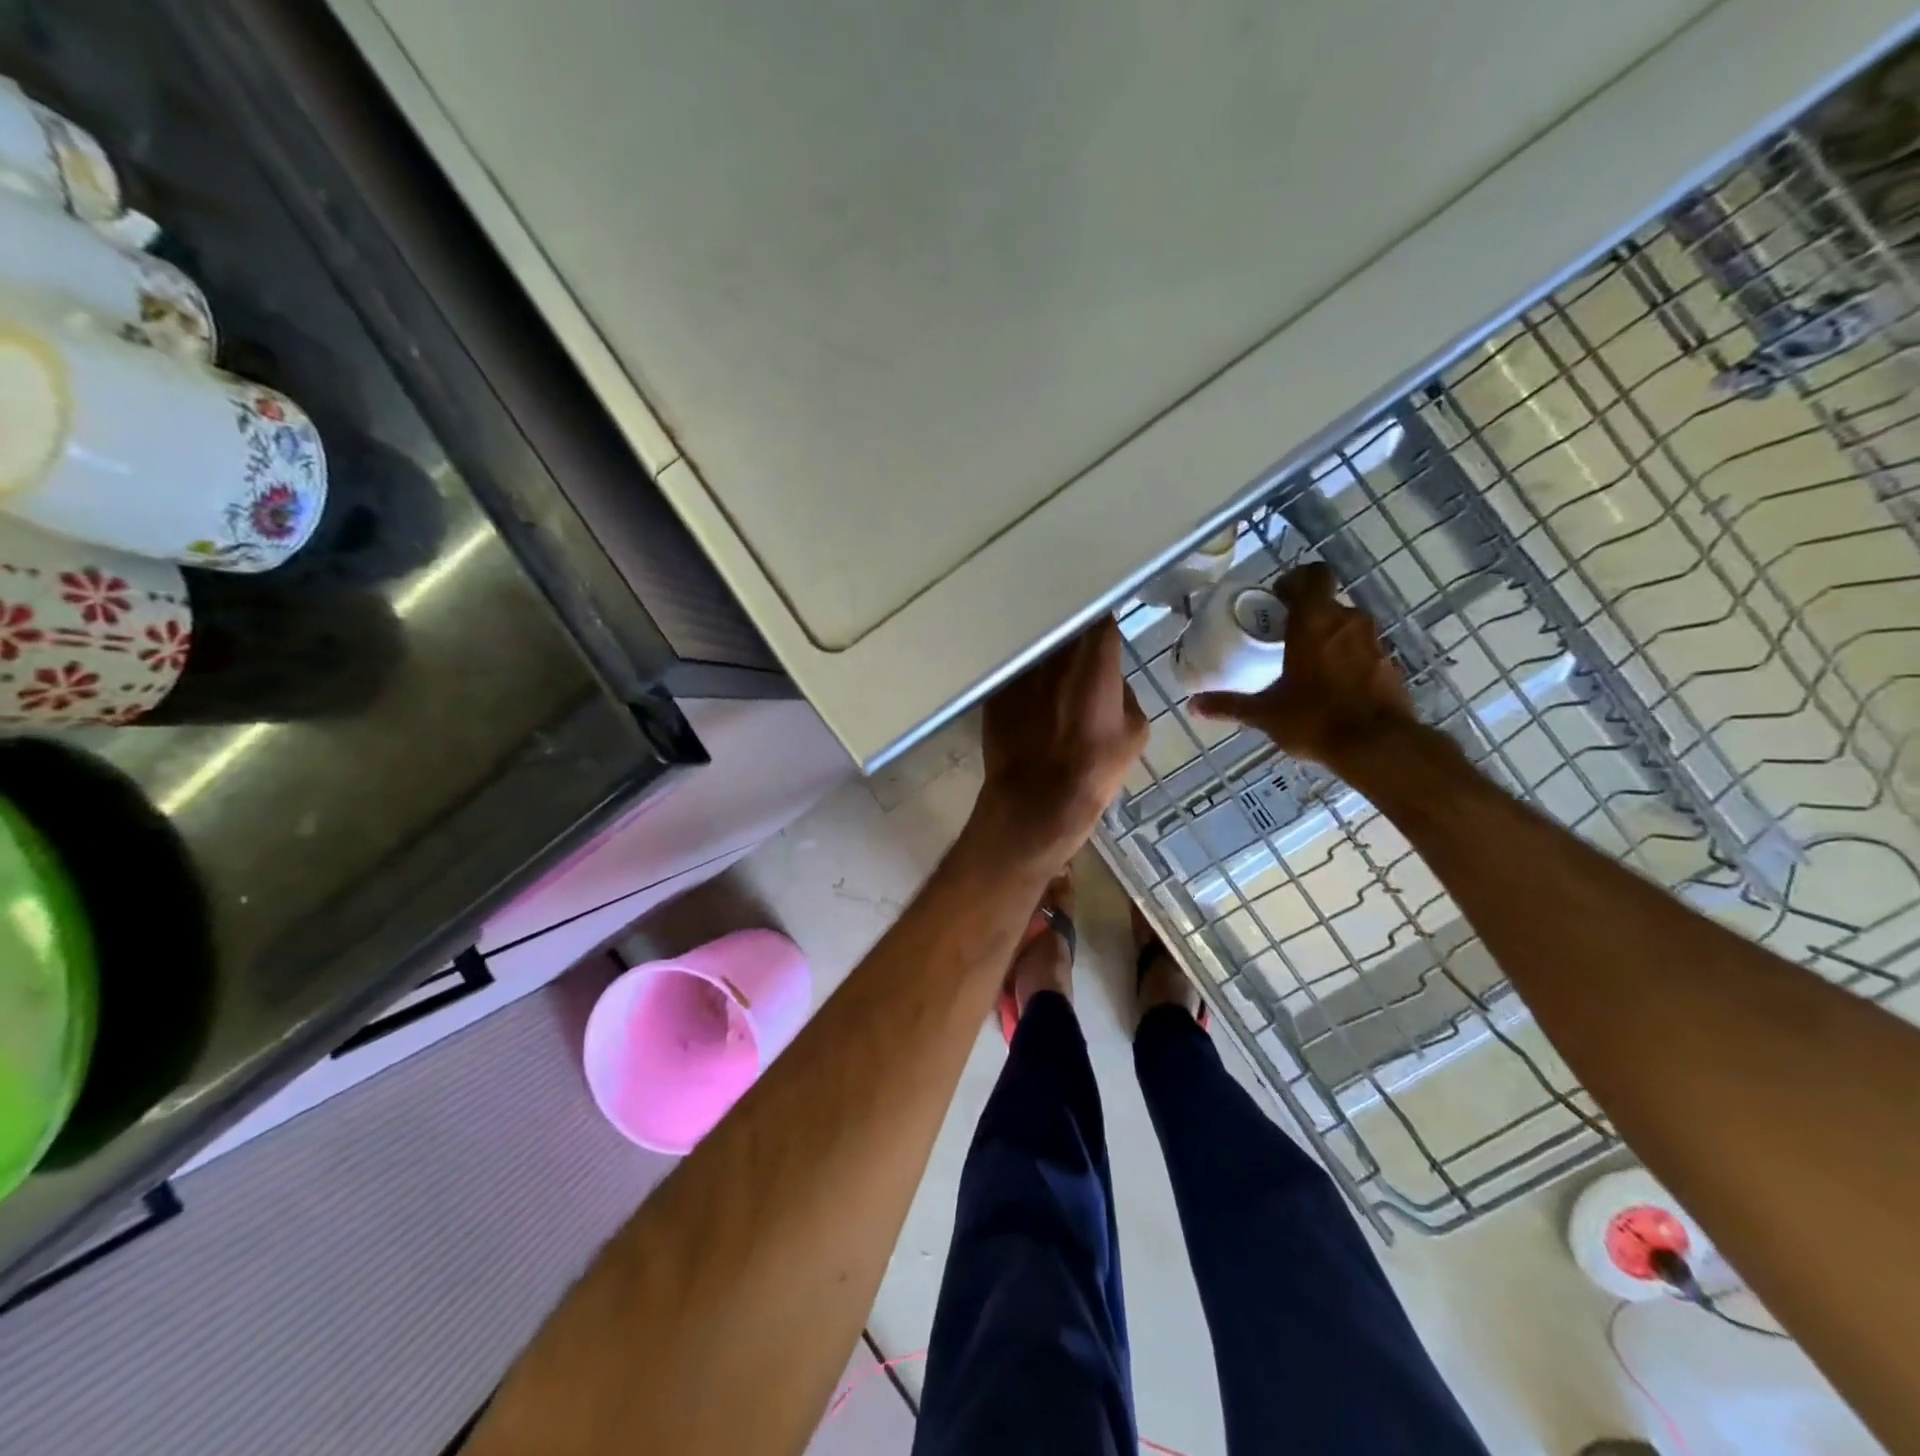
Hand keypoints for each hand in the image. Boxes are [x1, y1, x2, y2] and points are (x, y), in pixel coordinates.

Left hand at [976, 617, 1148, 865]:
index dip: (1103, 620)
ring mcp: (1020, 669)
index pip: (1100, 616)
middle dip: (1073, 632)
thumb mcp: (1134, 731)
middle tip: (1080, 647)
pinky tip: (1029, 693)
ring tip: (1053, 668)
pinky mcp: (995, 689)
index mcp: (1094, 658)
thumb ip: (1124, 693)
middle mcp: (1054, 653)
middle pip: (1064, 625)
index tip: (1105, 628)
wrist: (1036, 800)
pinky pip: (1015, 672)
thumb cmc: (1094, 768)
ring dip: (1046, 653)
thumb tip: (1112, 682)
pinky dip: (1023, 676)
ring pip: (1037, 647)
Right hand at [1190, 562, 1414, 771]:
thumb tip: (1193, 706)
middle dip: (1306, 615)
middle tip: (1284, 638)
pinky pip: (1363, 650)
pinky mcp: (1389, 664)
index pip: (1313, 575)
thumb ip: (1230, 705)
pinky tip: (1332, 686)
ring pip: (1346, 626)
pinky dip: (1348, 659)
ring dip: (1328, 637)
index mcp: (1314, 621)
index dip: (1296, 580)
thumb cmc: (1315, 718)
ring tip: (1307, 664)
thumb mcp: (1265, 713)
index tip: (1278, 600)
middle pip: (1326, 603)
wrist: (1377, 746)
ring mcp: (1374, 642)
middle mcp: (1347, 622)